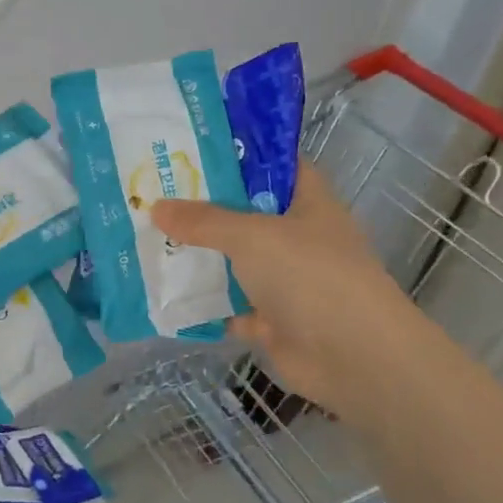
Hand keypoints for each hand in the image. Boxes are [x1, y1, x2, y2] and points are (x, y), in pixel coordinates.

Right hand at [151, 162, 442, 423]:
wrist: (352, 356)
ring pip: (236, 260)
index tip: (195, 146)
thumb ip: (203, 221)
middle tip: (155, 190)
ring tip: (150, 236)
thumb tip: (155, 207)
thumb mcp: (252, 235)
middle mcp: (298, 237)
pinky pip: (230, 305)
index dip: (241, 153)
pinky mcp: (273, 319)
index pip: (276, 165)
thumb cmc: (310, 275)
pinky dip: (204, 302)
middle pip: (247, 213)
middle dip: (205, 205)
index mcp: (308, 203)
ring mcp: (287, 280)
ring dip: (200, 254)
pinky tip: (165, 290)